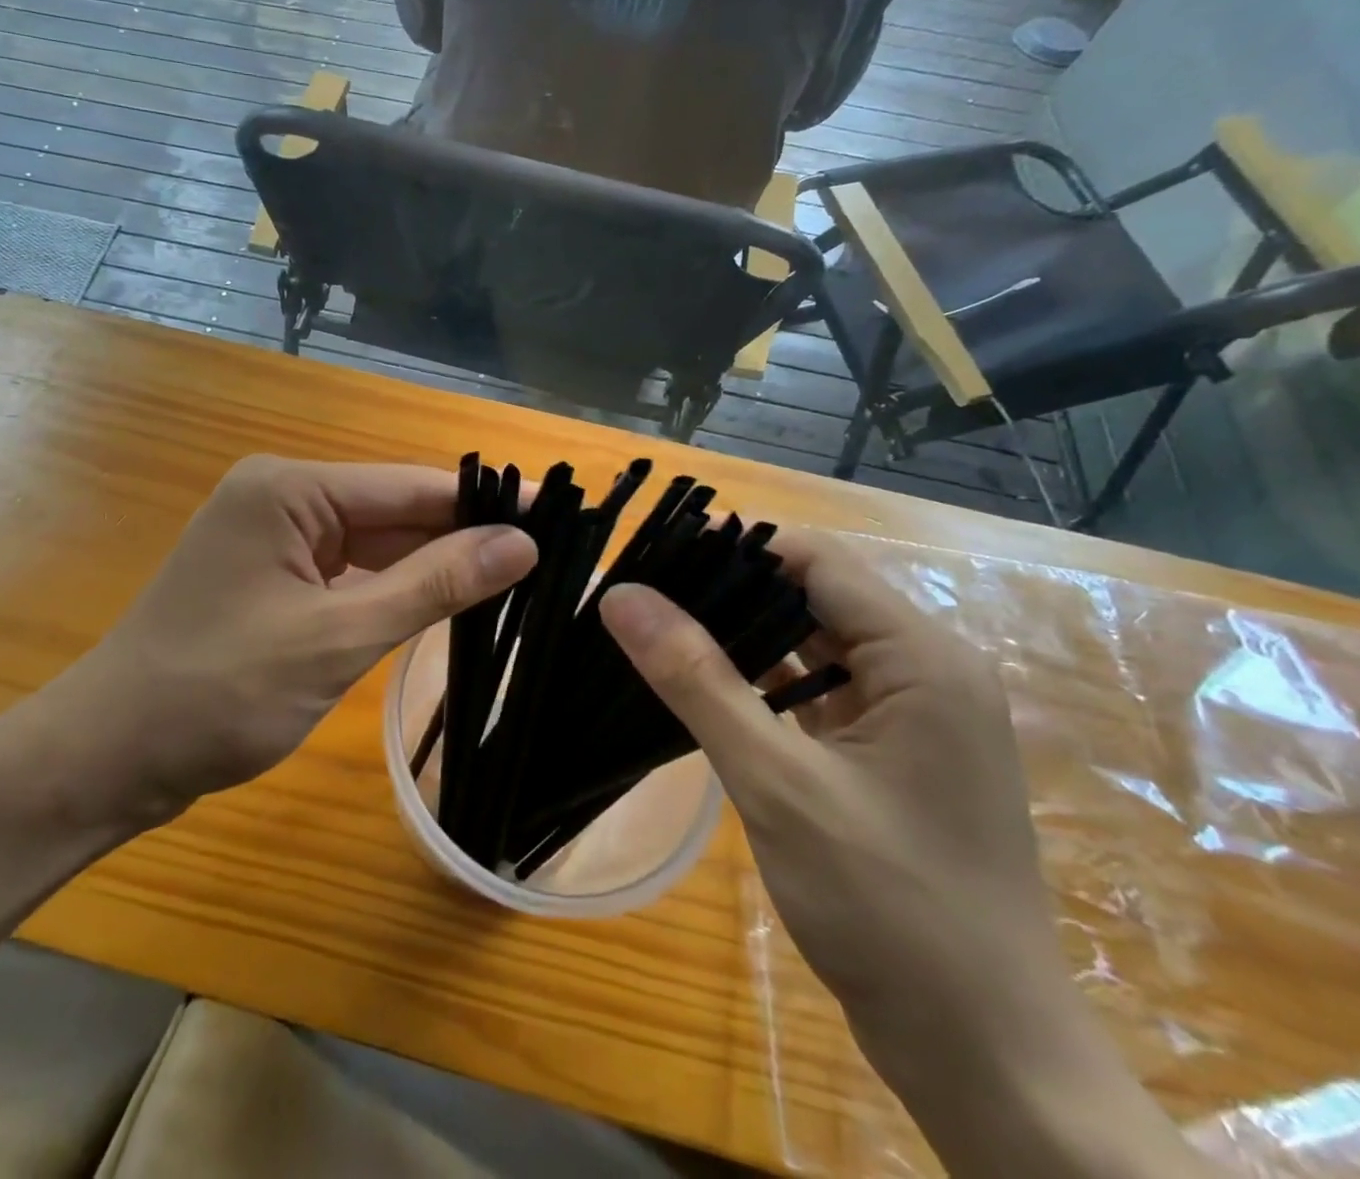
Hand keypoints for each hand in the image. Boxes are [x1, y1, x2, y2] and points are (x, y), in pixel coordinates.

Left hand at [49, 457, 535, 816]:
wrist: (109, 757)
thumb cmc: (218, 694)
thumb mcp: (337, 638)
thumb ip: (431, 585)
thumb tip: (521, 544)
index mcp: (288, 488)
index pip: (409, 486)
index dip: (487, 503)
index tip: (560, 515)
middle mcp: (280, 496)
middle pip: (392, 510)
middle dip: (462, 537)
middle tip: (549, 558)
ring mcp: (272, 536)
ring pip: (374, 542)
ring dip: (431, 565)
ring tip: (517, 580)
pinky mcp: (271, 576)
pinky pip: (348, 570)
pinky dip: (392, 588)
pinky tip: (444, 601)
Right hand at [599, 534, 1089, 1141]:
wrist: (985, 1058)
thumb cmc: (889, 909)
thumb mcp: (776, 783)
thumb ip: (697, 680)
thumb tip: (621, 595)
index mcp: (923, 658)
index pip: (815, 560)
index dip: (733, 547)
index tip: (653, 557)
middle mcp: (926, 670)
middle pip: (814, 595)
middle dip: (728, 590)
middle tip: (640, 594)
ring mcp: (912, 716)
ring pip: (812, 644)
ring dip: (740, 635)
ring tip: (655, 628)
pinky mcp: (890, 755)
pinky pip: (817, 691)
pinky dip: (762, 681)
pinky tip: (702, 685)